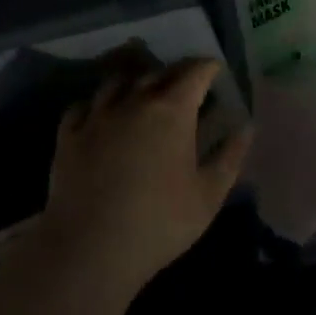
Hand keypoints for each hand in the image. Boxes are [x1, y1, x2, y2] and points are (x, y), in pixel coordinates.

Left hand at [37, 58, 252, 299]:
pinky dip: (97, 103)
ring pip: (117, 82)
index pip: (195, 72)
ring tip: (141, 90)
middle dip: (175, 72)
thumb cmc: (159, 223)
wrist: (90, 248)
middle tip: (185, 81)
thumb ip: (229, 157)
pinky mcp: (69, 133)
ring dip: (134, 80)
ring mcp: (98, 115)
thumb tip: (246, 127)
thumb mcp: (208, 196)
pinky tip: (100, 113)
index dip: (208, 67)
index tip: (216, 69)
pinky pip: (83, 105)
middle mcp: (134, 101)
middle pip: (158, 72)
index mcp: (172, 111)